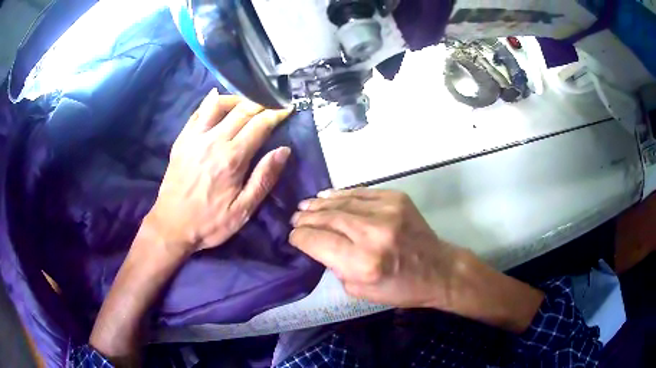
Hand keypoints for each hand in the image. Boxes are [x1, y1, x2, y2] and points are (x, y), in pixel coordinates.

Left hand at [145, 89, 292, 255]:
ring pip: (219, 105)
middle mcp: (214, 140)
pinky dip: (210, 101)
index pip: (259, 125)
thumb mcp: (243, 210)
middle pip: (242, 110)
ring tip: (247, 103)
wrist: (171, 226)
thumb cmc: (210, 222)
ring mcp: (195, 138)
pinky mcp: (182, 140)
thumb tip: (284, 150)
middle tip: (271, 105)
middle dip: (260, 104)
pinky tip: (217, 97)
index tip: (287, 110)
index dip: (276, 114)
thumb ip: (264, 178)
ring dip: (237, 99)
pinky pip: (197, 112)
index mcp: (232, 158)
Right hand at [289, 188, 461, 309]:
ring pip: (342, 203)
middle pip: (328, 219)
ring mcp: (387, 212)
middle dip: (306, 218)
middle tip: (295, 218)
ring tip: (305, 205)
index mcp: (363, 263)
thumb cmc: (400, 287)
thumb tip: (318, 244)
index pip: (318, 242)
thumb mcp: (360, 290)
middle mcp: (373, 233)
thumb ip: (335, 267)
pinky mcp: (396, 199)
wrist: (437, 269)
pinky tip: (327, 196)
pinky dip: (341, 194)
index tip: (293, 236)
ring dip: (320, 204)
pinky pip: (361, 193)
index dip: (300, 237)